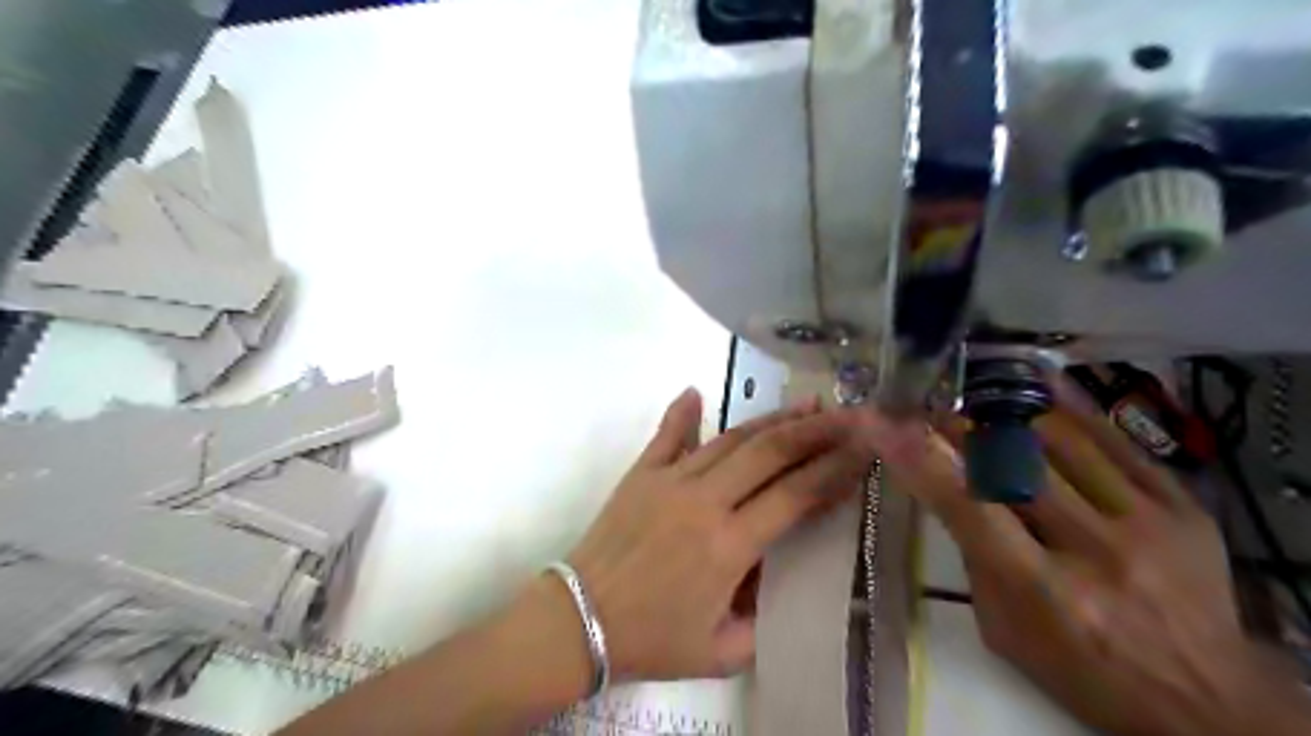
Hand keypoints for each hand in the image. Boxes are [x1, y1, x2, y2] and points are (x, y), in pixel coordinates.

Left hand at [569, 389, 872, 681]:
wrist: (579, 620)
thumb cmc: (651, 640)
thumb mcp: (722, 651)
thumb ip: (763, 618)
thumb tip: (779, 574)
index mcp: (729, 547)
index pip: (795, 496)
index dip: (835, 470)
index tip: (865, 449)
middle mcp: (704, 502)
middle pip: (770, 453)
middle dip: (817, 430)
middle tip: (850, 414)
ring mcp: (670, 480)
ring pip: (730, 439)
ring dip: (772, 419)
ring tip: (806, 404)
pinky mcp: (641, 473)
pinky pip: (667, 435)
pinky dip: (683, 412)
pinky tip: (696, 391)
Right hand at [864, 382, 1309, 734]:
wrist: (1208, 701)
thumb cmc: (1084, 670)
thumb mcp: (1005, 632)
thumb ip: (974, 558)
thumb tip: (947, 489)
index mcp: (1043, 595)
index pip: (968, 508)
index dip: (922, 460)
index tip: (888, 426)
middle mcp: (1095, 553)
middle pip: (1014, 464)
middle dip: (962, 425)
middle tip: (931, 404)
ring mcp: (1146, 525)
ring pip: (1062, 441)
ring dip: (1008, 413)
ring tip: (977, 395)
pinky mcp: (1183, 508)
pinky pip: (1116, 440)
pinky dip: (1071, 408)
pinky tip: (1039, 385)